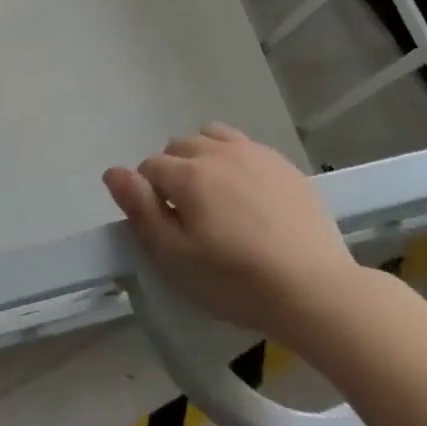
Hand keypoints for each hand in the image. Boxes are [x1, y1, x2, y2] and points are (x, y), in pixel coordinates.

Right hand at [103, 123, 355, 339]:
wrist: (314, 289)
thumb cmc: (235, 280)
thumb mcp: (174, 256)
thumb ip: (140, 209)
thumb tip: (112, 172)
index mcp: (187, 174)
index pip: (149, 168)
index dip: (148, 196)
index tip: (164, 226)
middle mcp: (217, 152)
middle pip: (178, 146)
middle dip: (173, 172)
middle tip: (188, 215)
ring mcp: (254, 153)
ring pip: (212, 137)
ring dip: (202, 157)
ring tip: (216, 196)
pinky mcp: (283, 163)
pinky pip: (245, 146)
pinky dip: (234, 160)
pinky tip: (248, 194)